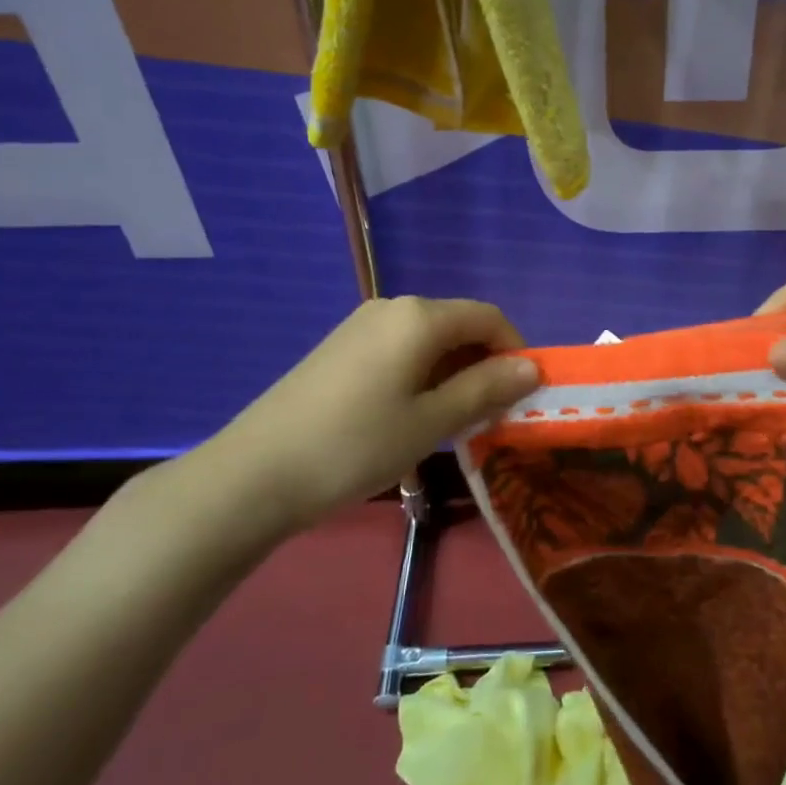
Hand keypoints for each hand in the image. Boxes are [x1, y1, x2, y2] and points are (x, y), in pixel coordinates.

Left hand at [199, 296, 538, 538]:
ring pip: (429, 342)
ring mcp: (361, 327)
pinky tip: (410, 418)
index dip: (515, 351)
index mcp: (419, 317)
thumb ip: (486, 389)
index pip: (489, 317)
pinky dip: (422, 377)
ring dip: (454, 375)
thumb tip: (532, 367)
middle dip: (484, 366)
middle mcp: (392, 308)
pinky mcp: (340, 350)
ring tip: (451, 425)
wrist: (253, 475)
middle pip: (459, 326)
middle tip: (489, 417)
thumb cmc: (355, 446)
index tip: (522, 396)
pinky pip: (400, 352)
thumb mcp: (431, 421)